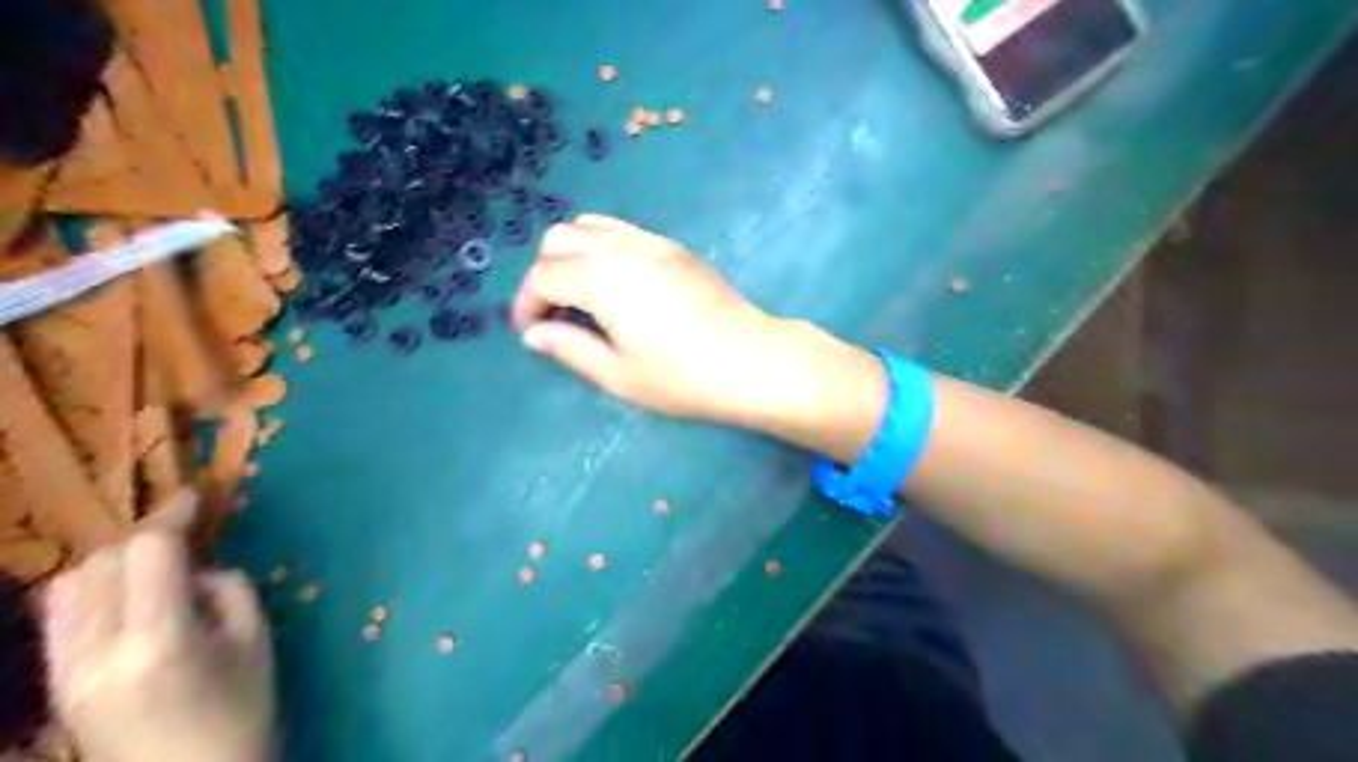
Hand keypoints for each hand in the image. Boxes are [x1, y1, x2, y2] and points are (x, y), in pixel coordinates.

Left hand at [42, 507, 273, 760]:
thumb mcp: (255, 639)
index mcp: (160, 642)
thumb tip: (199, 568)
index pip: (147, 554)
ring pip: (69, 586)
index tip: (196, 498)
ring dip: (112, 562)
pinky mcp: (54, 683)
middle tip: (185, 535)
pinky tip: (123, 595)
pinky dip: (89, 590)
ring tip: (154, 567)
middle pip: (102, 563)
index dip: (171, 517)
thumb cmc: (242, 710)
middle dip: (145, 539)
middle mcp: (98, 654)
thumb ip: (227, 590)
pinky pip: (57, 615)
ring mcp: (65, 672)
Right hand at [515, 216, 791, 424]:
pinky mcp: (675, 248)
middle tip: (553, 314)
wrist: (752, 361)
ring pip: (591, 225)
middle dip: (544, 273)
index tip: (530, 332)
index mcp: (602, 278)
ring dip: (572, 254)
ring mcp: (653, 241)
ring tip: (580, 296)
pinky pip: (622, 231)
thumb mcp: (618, 374)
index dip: (526, 303)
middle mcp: (623, 247)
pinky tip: (615, 285)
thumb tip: (535, 334)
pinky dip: (602, 247)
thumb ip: (569, 348)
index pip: (544, 276)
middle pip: (560, 238)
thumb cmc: (682, 377)